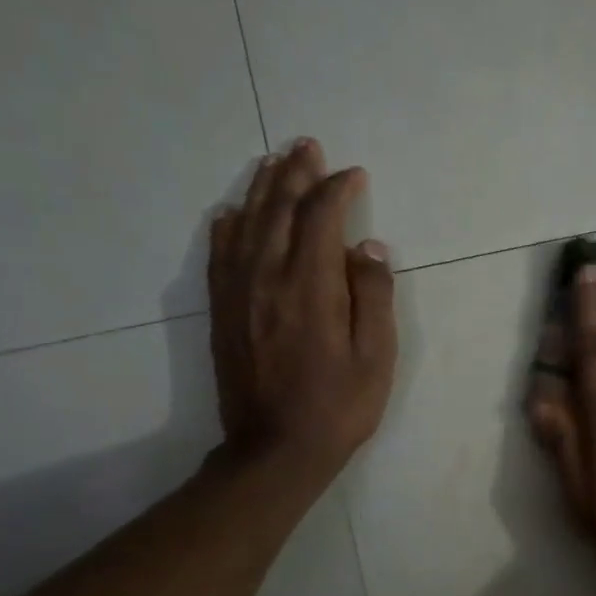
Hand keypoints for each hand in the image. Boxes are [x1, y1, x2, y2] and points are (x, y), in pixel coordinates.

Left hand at [208, 138, 395, 485]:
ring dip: (261, 189)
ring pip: (245, 224)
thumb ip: (373, 296)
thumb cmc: (338, 407)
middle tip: (307, 145)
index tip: (354, 175)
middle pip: (278, 210)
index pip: (320, 218)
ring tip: (273, 161)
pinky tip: (231, 212)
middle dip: (295, 173)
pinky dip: (226, 226)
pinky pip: (219, 255)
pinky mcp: (222, 312)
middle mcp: (267, 278)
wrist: (275, 450)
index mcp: (310, 286)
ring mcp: (238, 294)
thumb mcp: (376, 357)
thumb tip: (367, 247)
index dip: (337, 190)